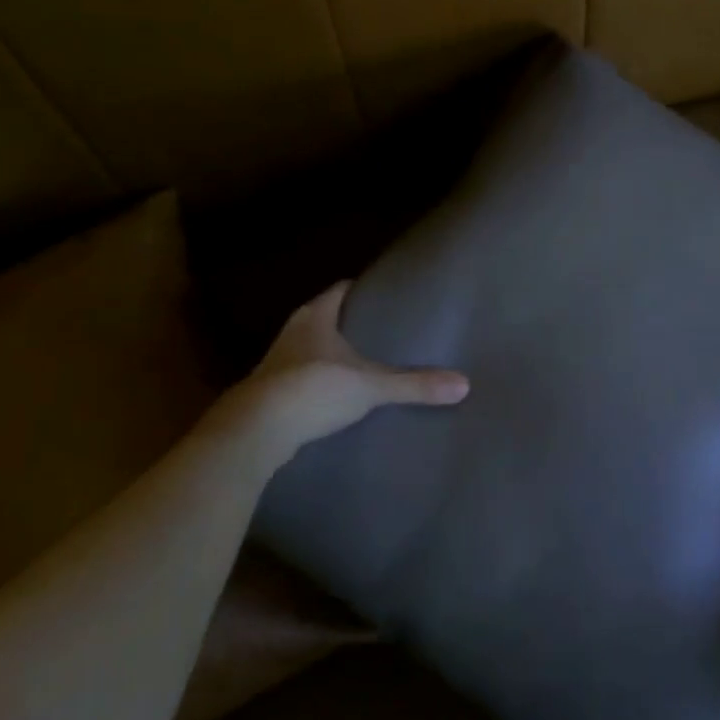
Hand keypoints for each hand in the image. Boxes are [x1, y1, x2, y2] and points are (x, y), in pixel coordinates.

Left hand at [215, 281, 468, 468]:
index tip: (384, 293)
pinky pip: (299, 378)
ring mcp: (276, 363)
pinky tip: (334, 395)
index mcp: (315, 316)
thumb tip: (463, 384)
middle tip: (381, 328)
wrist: (256, 431)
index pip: (339, 290)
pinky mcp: (268, 393)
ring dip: (329, 353)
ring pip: (308, 348)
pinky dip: (317, 381)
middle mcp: (292, 332)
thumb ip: (414, 385)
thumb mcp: (370, 385)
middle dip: (348, 322)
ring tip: (361, 362)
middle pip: (323, 317)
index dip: (360, 289)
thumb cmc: (313, 389)